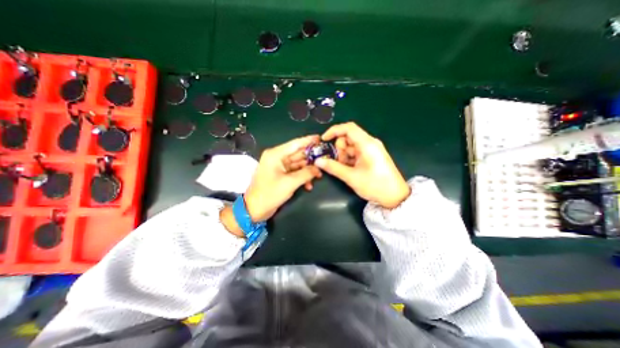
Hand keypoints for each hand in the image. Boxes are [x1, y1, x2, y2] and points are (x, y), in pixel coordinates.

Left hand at [243, 135, 321, 221]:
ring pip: (298, 164)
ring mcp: (279, 167)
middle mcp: (278, 158)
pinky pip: (295, 172)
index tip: (321, 139)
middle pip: (298, 154)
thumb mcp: (290, 183)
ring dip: (308, 170)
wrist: (255, 209)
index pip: (295, 144)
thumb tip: (318, 168)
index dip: (309, 141)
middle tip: (325, 160)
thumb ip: (306, 173)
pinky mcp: (281, 175)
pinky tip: (309, 185)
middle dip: (311, 158)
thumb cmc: (270, 194)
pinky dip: (302, 177)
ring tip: (319, 176)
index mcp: (276, 155)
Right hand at [316, 122, 410, 208]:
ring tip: (346, 169)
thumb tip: (318, 161)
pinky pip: (356, 152)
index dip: (334, 131)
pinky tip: (351, 169)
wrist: (395, 197)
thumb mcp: (351, 177)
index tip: (324, 140)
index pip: (348, 128)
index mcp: (367, 144)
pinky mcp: (372, 155)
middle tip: (340, 163)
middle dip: (340, 149)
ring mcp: (371, 149)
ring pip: (351, 145)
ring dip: (344, 155)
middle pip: (348, 137)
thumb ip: (333, 168)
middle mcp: (370, 143)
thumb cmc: (375, 186)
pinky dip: (350, 158)